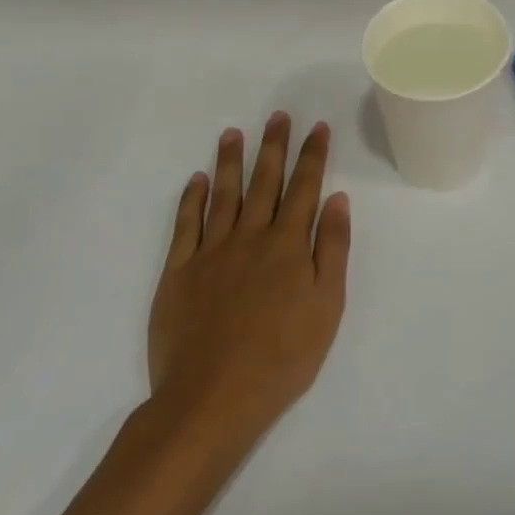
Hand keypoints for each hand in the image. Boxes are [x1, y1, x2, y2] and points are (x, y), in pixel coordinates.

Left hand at [147, 114, 350, 447]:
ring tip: (233, 132)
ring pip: (223, 194)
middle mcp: (250, 236)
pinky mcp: (178, 273)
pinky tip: (197, 180)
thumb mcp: (327, 305)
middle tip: (277, 116)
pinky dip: (191, 199)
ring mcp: (211, 252)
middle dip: (273, 146)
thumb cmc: (282, 357)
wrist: (211, 399)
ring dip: (230, 161)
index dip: (312, 155)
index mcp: (288, 244)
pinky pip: (185, 225)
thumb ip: (332, 248)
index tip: (317, 127)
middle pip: (264, 181)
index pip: (305, 187)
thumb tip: (336, 199)